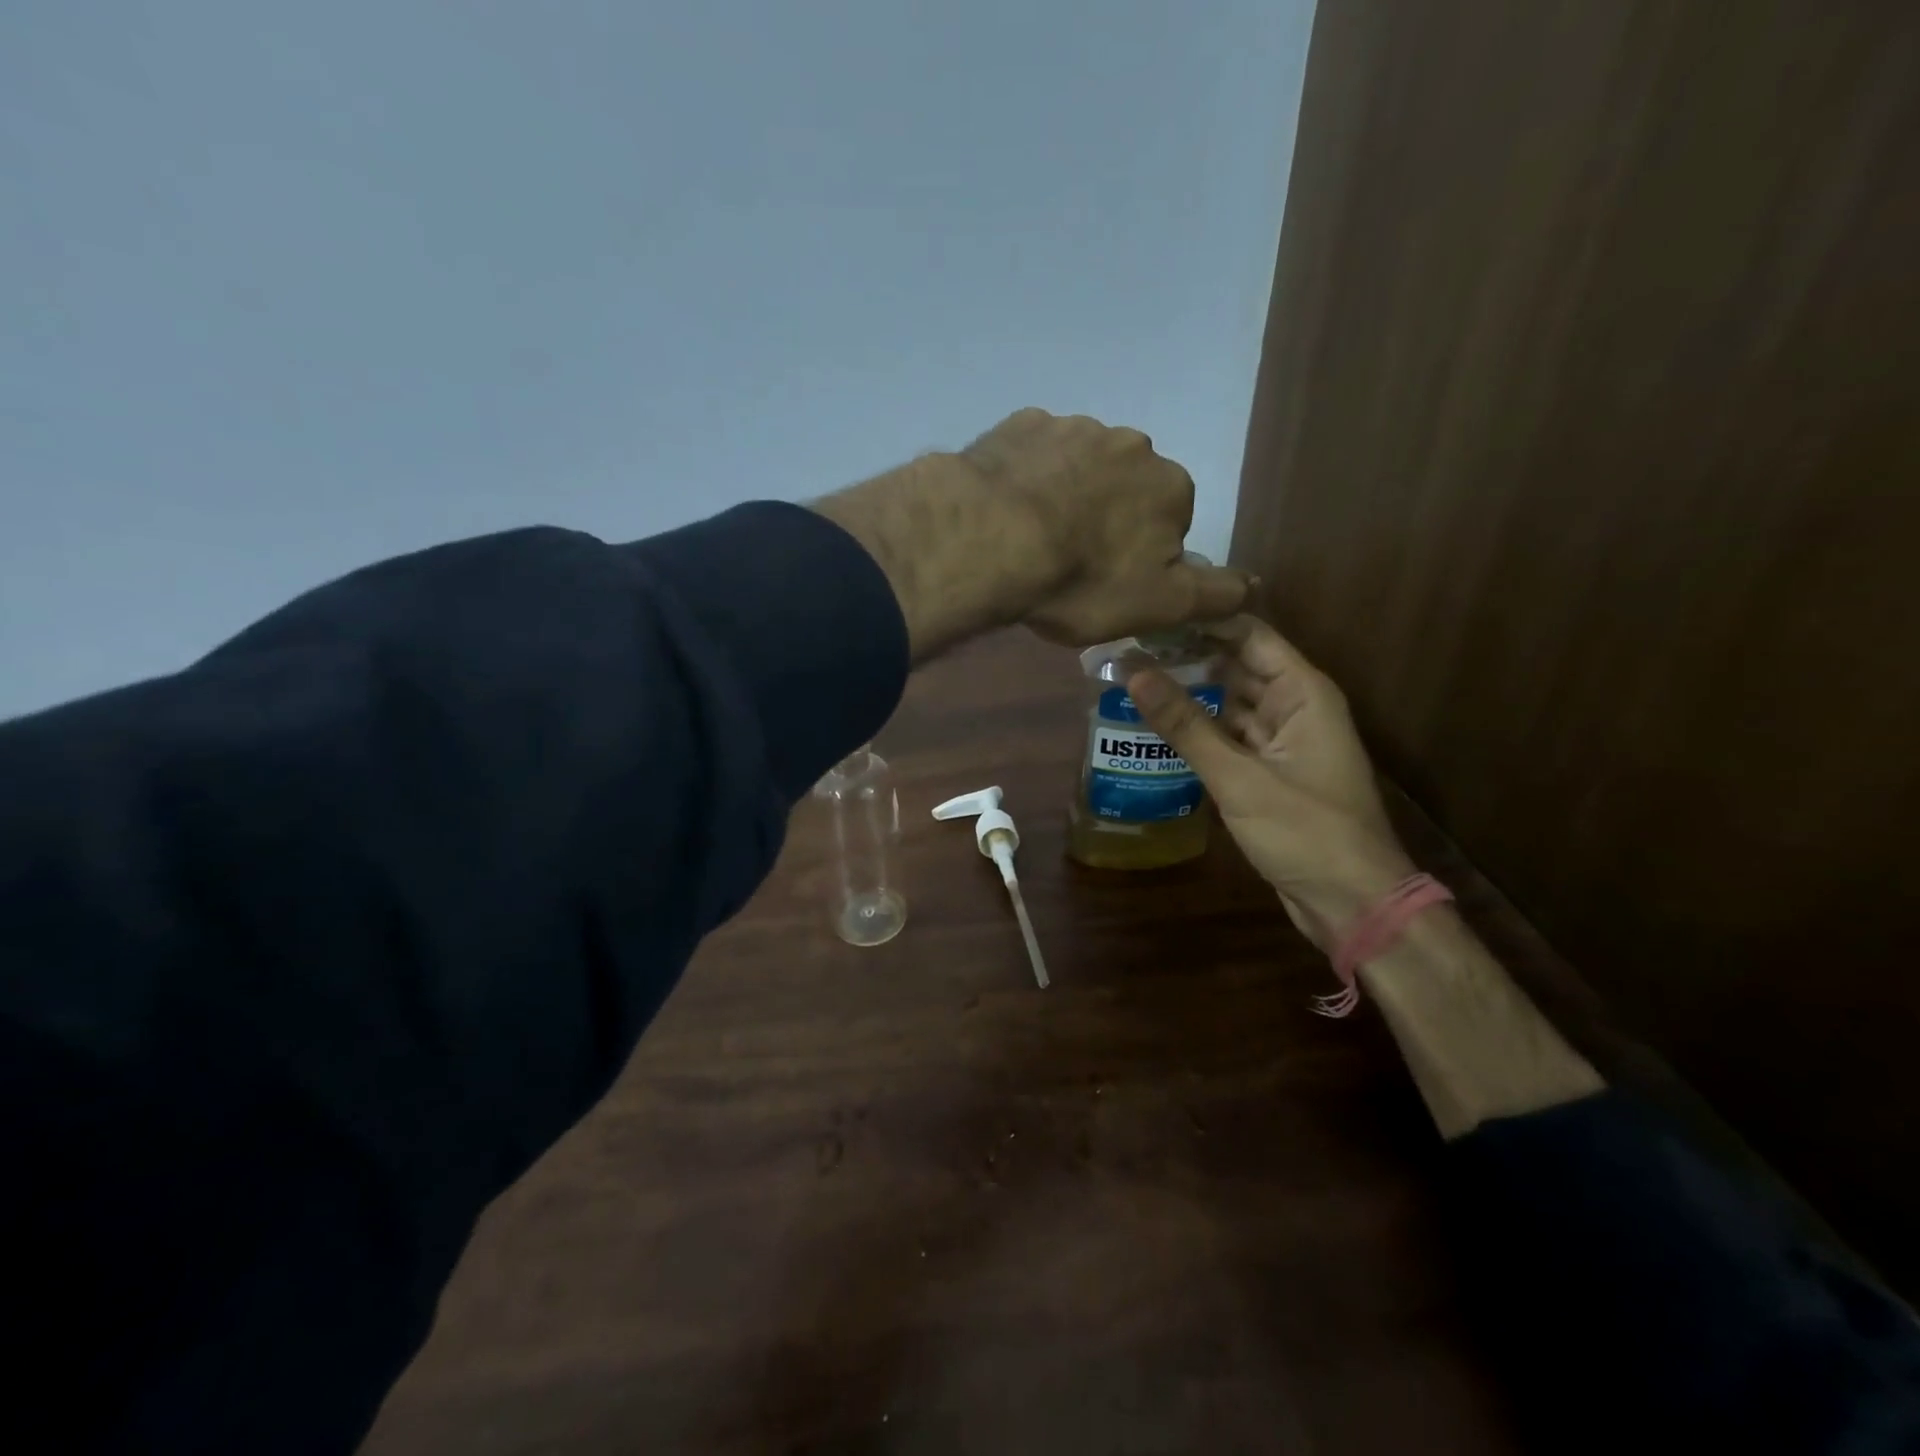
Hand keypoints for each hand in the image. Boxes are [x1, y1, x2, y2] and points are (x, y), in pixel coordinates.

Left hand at [958, 409, 1252, 644]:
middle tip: (1067, 563)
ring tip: (1029, 539)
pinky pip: (1032, 454)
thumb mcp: (1160, 606)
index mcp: (1170, 484)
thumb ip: (1214, 594)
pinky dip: (1025, 477)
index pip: (1170, 521)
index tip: (1107, 582)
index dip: (1140, 556)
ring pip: (1078, 468)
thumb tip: (1254, 581)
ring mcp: (1072, 426)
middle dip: (1104, 519)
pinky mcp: (1019, 424)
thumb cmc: (1082, 580)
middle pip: (1125, 489)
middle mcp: (1130, 443)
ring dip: (1064, 495)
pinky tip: (1004, 509)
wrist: (991, 540)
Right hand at [1127, 616, 1415, 949]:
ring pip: (1229, 705)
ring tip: (1130, 684)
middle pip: (1236, 667)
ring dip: (1189, 697)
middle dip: (1186, 659)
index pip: (1249, 635)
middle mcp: (1295, 708)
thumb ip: (1185, 723)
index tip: (1149, 616)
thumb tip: (1133, 673)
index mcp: (1303, 693)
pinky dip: (1198, 733)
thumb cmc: (1305, 831)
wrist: (1351, 903)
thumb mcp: (1238, 776)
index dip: (1201, 621)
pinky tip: (1156, 730)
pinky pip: (1229, 739)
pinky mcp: (1270, 774)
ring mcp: (1283, 742)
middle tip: (1126, 651)